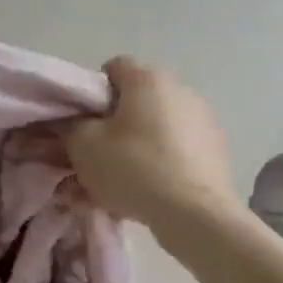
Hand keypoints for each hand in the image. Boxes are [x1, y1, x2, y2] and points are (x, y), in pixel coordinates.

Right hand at [63, 57, 238, 228]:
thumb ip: (68, 127)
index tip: (80, 124)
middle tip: (90, 161)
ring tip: (110, 188)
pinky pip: (172, 154)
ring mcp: (202, 121)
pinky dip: (153, 168)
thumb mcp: (84, 146)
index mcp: (148, 79)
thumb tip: (69, 122)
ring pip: (151, 133)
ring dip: (129, 153)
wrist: (196, 214)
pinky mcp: (214, 152)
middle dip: (108, 130)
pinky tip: (138, 198)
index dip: (89, 94)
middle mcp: (180, 90)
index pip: (112, 68)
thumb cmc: (134, 168)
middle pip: (133, 104)